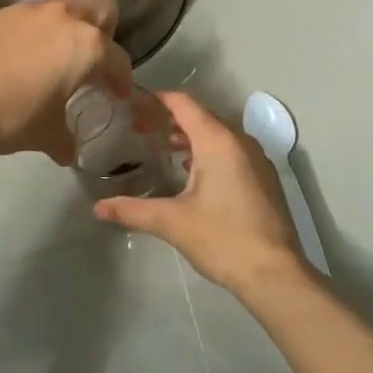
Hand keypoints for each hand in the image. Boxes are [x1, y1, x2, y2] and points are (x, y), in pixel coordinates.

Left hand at [0, 0, 131, 162]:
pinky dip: (39, 26)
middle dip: (106, 30)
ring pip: (66, 1)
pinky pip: (33, 11)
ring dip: (72, 20)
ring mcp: (31, 9)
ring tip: (61, 49)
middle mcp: (65, 18)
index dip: (122, 79)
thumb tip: (69, 153)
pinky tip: (25, 52)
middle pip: (102, 7)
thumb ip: (65, 141)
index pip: (118, 58)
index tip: (118, 94)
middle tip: (94, 59)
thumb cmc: (11, 114)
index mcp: (87, 46)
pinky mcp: (1, 11)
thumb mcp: (45, 135)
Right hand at [93, 92, 310, 294]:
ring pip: (218, 135)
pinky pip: (232, 152)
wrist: (275, 273)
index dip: (157, 99)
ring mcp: (257, 160)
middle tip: (139, 128)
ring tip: (161, 148)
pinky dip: (209, 152)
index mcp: (218, 141)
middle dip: (170, 119)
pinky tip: (191, 173)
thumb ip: (132, 210)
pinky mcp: (264, 179)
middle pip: (202, 116)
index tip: (132, 104)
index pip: (184, 104)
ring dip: (190, 137)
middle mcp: (240, 141)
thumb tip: (98, 207)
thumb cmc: (222, 239)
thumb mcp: (172, 222)